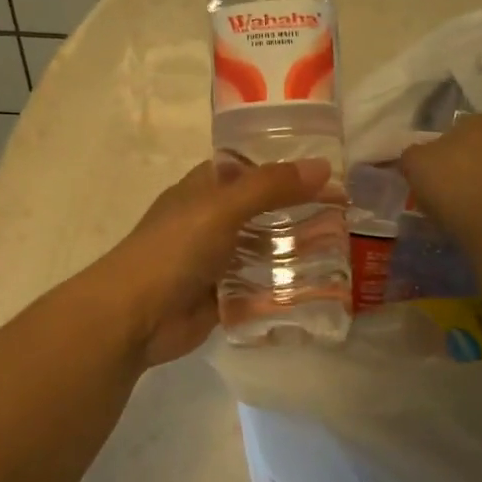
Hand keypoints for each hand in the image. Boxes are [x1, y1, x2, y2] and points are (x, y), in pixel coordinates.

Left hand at [88, 156, 334, 367]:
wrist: (135, 317)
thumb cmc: (172, 250)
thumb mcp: (222, 208)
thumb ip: (270, 187)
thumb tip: (323, 167)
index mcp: (203, 189)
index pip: (248, 167)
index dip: (283, 164)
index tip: (327, 168)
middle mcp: (210, 221)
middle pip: (261, 209)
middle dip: (298, 210)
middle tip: (347, 211)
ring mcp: (216, 260)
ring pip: (263, 249)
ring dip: (295, 249)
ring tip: (343, 247)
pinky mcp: (222, 296)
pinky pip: (259, 286)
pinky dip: (284, 286)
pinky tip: (321, 286)